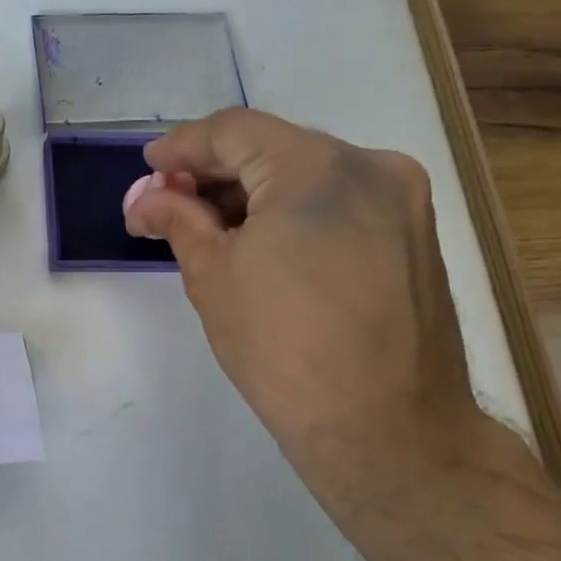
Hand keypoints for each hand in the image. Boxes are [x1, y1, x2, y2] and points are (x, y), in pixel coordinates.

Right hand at [123, 108, 490, 503]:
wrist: (386, 429)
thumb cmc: (284, 349)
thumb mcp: (213, 277)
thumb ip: (178, 219)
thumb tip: (146, 198)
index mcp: (317, 167)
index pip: (233, 131)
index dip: (181, 147)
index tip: (147, 170)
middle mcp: (370, 165)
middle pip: (272, 147)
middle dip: (213, 173)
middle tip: (166, 204)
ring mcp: (401, 199)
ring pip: (306, 173)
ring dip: (251, 193)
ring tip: (205, 228)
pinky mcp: (414, 233)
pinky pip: (337, 201)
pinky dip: (291, 211)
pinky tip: (258, 242)